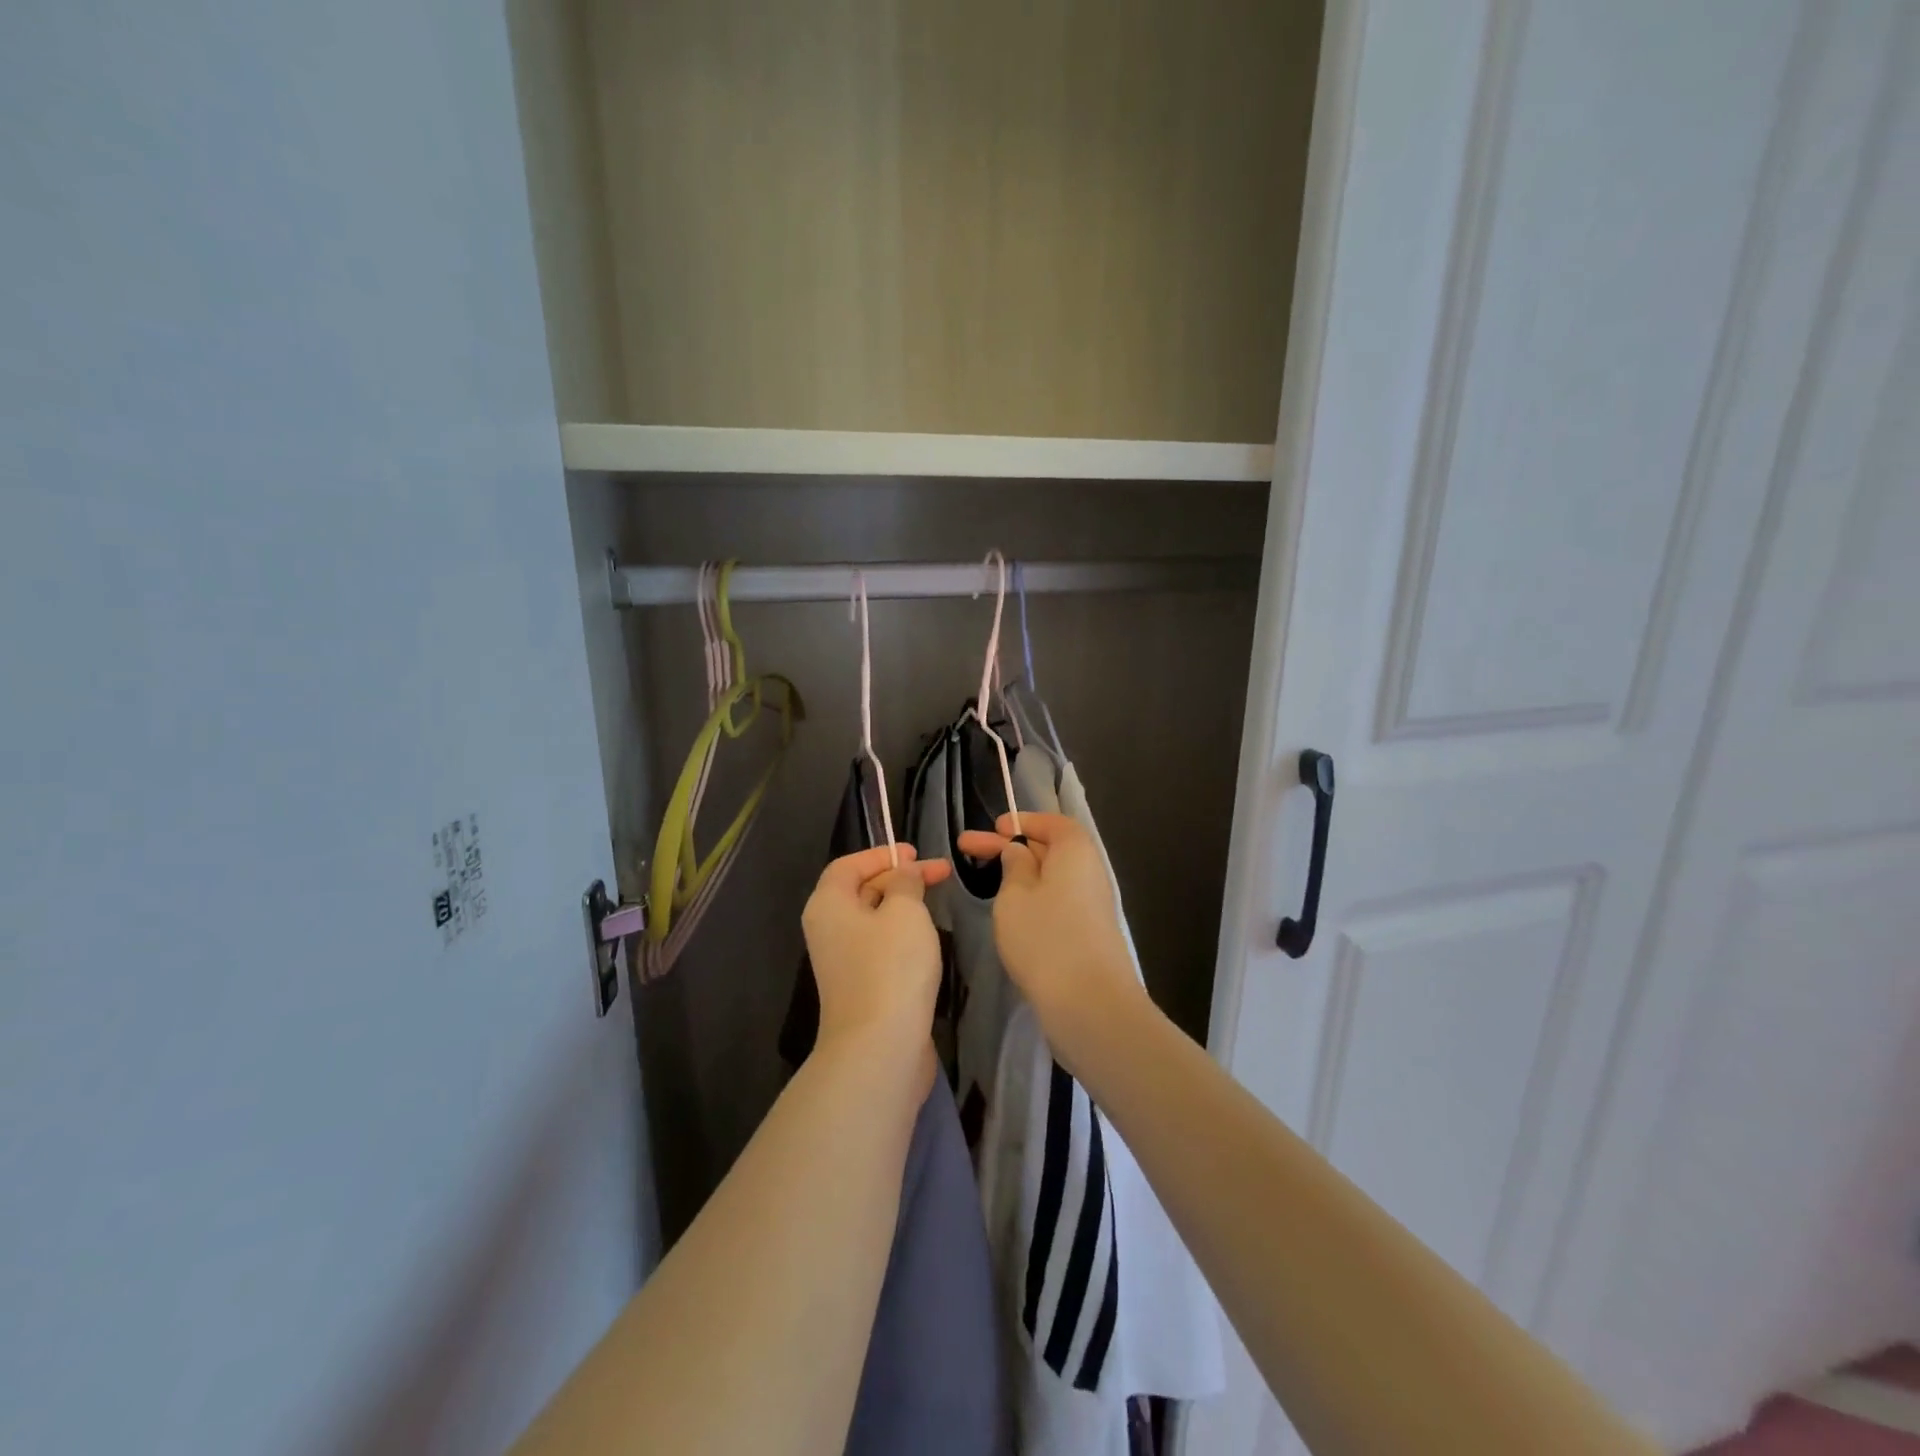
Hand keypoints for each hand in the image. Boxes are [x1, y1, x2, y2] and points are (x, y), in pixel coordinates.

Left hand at [801, 844, 951, 1087]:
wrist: (881, 1047)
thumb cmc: (891, 967)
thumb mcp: (905, 911)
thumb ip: (906, 883)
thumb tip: (904, 874)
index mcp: (828, 905)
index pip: (848, 865)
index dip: (881, 854)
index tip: (916, 853)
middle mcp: (828, 930)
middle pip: (861, 890)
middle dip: (900, 878)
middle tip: (941, 873)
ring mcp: (843, 961)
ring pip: (874, 920)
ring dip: (904, 906)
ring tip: (938, 901)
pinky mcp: (862, 986)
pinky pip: (880, 947)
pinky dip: (902, 934)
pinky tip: (928, 938)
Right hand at [955, 813, 1147, 1055]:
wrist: (1090, 1003)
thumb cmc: (1045, 937)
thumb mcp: (1015, 896)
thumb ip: (1014, 867)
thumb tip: (1019, 851)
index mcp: (1075, 851)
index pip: (1052, 822)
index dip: (1023, 821)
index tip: (994, 828)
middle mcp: (1089, 873)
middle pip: (1049, 849)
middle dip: (1010, 847)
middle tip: (966, 848)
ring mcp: (1091, 906)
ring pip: (1052, 879)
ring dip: (1020, 876)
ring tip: (987, 881)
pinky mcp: (1088, 935)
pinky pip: (1057, 903)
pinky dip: (1033, 900)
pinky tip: (1011, 914)